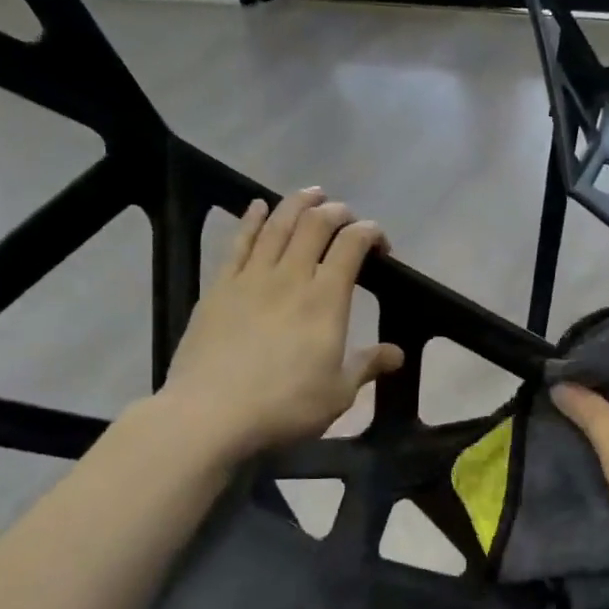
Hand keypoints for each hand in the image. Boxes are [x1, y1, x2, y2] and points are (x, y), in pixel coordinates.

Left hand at [155, 189, 403, 460]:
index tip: (380, 244)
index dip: (370, 233)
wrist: (210, 414)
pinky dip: (251, 219)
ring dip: (298, 204)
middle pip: (315, 225)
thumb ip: (367, 365)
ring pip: (277, 224)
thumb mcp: (338, 393)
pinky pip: (239, 242)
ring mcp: (251, 278)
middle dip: (337, 212)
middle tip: (347, 215)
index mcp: (326, 300)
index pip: (352, 246)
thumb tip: (397, 353)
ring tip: (312, 194)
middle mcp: (290, 277)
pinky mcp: (219, 287)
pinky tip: (258, 207)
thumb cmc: (284, 406)